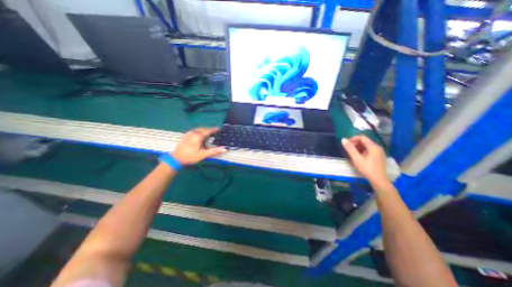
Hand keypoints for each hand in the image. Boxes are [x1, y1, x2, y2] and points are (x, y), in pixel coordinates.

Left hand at [172, 127, 224, 164]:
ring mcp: (188, 133)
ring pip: (198, 129)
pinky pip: (195, 131)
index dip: (214, 129)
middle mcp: (193, 132)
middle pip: (203, 129)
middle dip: (209, 130)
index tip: (219, 129)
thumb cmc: (190, 156)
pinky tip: (200, 137)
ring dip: (204, 130)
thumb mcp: (203, 155)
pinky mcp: (185, 136)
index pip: (208, 130)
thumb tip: (225, 148)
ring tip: (209, 134)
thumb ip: (214, 151)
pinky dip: (200, 132)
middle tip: (215, 132)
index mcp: (198, 136)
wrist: (176, 159)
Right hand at [343, 135, 387, 184]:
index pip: (362, 137)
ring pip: (367, 146)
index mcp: (373, 147)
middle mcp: (378, 147)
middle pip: (365, 141)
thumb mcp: (356, 158)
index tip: (347, 144)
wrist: (379, 181)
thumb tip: (343, 139)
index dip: (353, 139)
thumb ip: (350, 148)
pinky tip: (358, 157)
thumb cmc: (367, 169)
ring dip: (358, 147)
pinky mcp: (378, 157)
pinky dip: (362, 151)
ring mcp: (379, 152)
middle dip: (355, 143)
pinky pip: (369, 150)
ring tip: (352, 154)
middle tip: (348, 150)